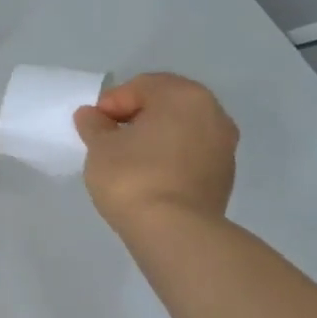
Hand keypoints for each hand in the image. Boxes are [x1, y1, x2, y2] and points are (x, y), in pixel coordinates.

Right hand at [74, 72, 237, 238]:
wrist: (175, 231)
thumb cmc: (133, 177)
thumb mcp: (100, 147)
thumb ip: (94, 125)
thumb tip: (92, 115)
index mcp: (184, 96)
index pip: (141, 86)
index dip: (111, 103)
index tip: (93, 127)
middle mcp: (213, 113)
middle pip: (165, 105)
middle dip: (136, 117)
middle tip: (109, 139)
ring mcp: (224, 146)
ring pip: (180, 130)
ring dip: (155, 138)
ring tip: (128, 160)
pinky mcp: (224, 175)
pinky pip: (190, 154)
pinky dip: (169, 158)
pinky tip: (148, 177)